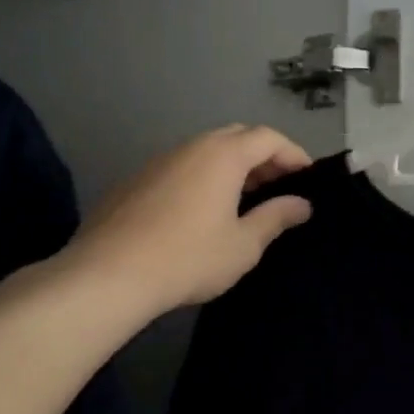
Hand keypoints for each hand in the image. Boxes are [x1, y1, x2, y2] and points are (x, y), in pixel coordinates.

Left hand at [66, 124, 313, 318]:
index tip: (307, 178)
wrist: (106, 276)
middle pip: (237, 136)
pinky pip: (181, 167)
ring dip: (232, 166)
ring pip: (205, 150)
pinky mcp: (135, 181)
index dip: (293, 154)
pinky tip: (201, 212)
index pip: (269, 138)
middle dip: (263, 156)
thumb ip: (276, 218)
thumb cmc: (188, 258)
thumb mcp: (244, 244)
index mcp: (223, 155)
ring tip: (244, 200)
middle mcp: (191, 148)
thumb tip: (302, 204)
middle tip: (278, 186)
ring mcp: (159, 161)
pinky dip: (203, 178)